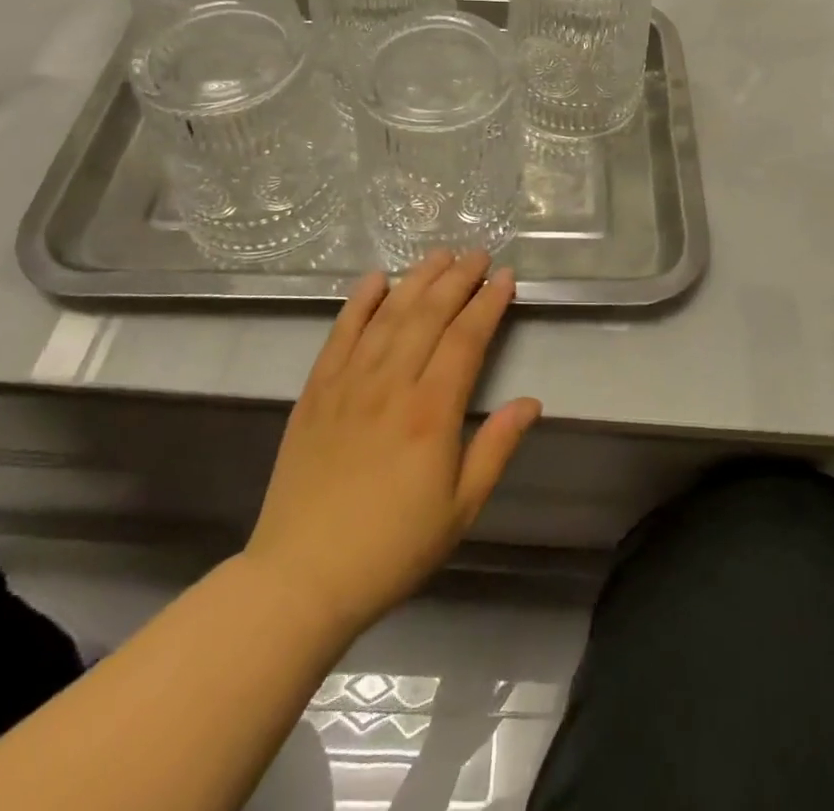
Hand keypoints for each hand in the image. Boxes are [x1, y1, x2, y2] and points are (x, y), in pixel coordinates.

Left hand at [242, 250, 539, 639]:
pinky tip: (375, 280)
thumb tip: (531, 402)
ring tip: (439, 255)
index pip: (466, 338)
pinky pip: (340, 334)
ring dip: (416, 280)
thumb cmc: (392, 548)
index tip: (505, 277)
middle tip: (477, 254)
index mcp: (432, 412)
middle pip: (429, 314)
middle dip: (457, 278)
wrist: (302, 577)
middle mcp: (391, 384)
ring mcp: (349, 383)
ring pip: (388, 315)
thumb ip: (496, 448)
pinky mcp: (316, 391)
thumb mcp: (460, 509)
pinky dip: (359, 302)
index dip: (488, 303)